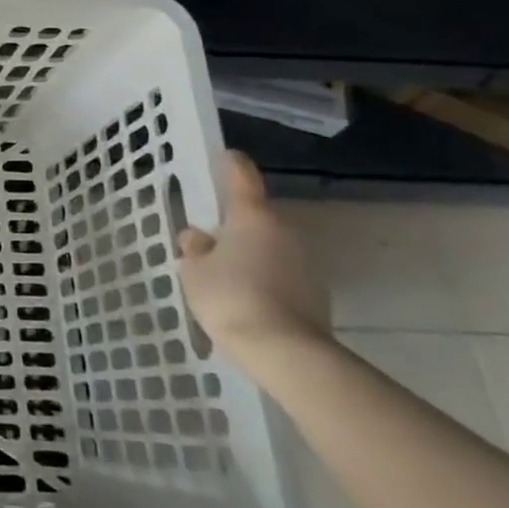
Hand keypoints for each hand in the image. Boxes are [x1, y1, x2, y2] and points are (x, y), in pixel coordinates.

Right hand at [177, 151, 330, 365]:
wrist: (284, 351)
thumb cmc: (230, 297)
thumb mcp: (194, 270)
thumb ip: (195, 248)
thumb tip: (200, 237)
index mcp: (252, 216)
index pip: (242, 176)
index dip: (230, 164)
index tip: (223, 156)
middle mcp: (284, 230)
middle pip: (255, 216)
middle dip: (234, 223)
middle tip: (207, 238)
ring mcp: (304, 261)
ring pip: (269, 245)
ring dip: (250, 252)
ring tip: (224, 274)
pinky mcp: (314, 291)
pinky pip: (281, 272)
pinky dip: (264, 277)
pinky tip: (245, 298)